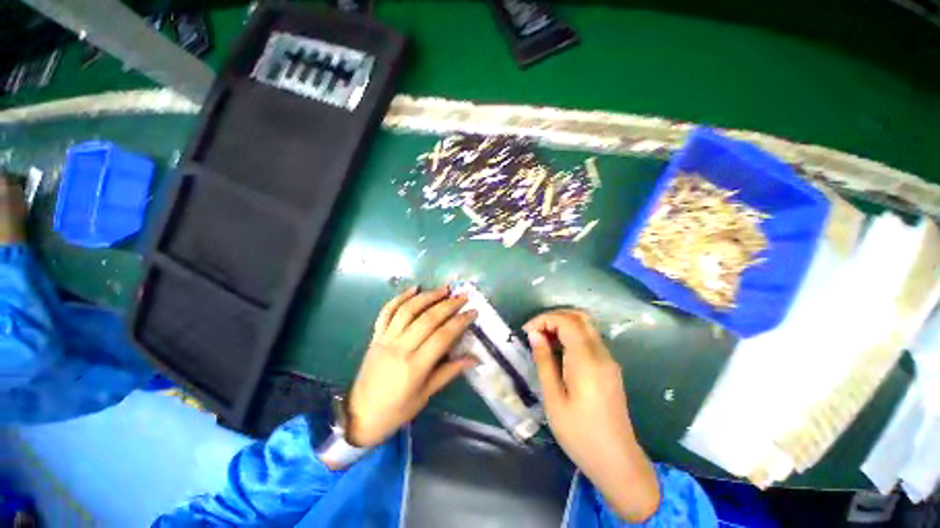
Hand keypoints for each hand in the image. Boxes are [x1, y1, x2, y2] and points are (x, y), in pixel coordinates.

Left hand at [346, 285, 476, 447]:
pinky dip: (400, 297)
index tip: (473, 311)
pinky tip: (414, 288)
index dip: (460, 321)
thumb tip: (474, 359)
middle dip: (448, 305)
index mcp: (414, 367)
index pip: (442, 336)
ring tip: (443, 289)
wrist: (359, 415)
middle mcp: (400, 348)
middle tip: (463, 296)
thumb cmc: (396, 410)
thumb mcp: (426, 395)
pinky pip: (387, 312)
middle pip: (427, 319)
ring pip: (407, 310)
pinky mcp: (376, 336)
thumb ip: (449, 372)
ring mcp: (385, 339)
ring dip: (427, 296)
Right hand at [524, 310, 659, 522]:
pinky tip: (558, 350)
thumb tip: (534, 334)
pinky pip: (589, 340)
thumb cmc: (579, 433)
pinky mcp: (609, 368)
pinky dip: (571, 336)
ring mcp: (608, 360)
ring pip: (586, 326)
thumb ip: (544, 361)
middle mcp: (601, 354)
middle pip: (579, 317)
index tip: (527, 331)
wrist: (617, 461)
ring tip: (542, 339)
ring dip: (562, 325)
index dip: (544, 319)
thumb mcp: (554, 398)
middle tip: (534, 331)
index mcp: (586, 360)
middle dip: (554, 317)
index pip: (567, 321)